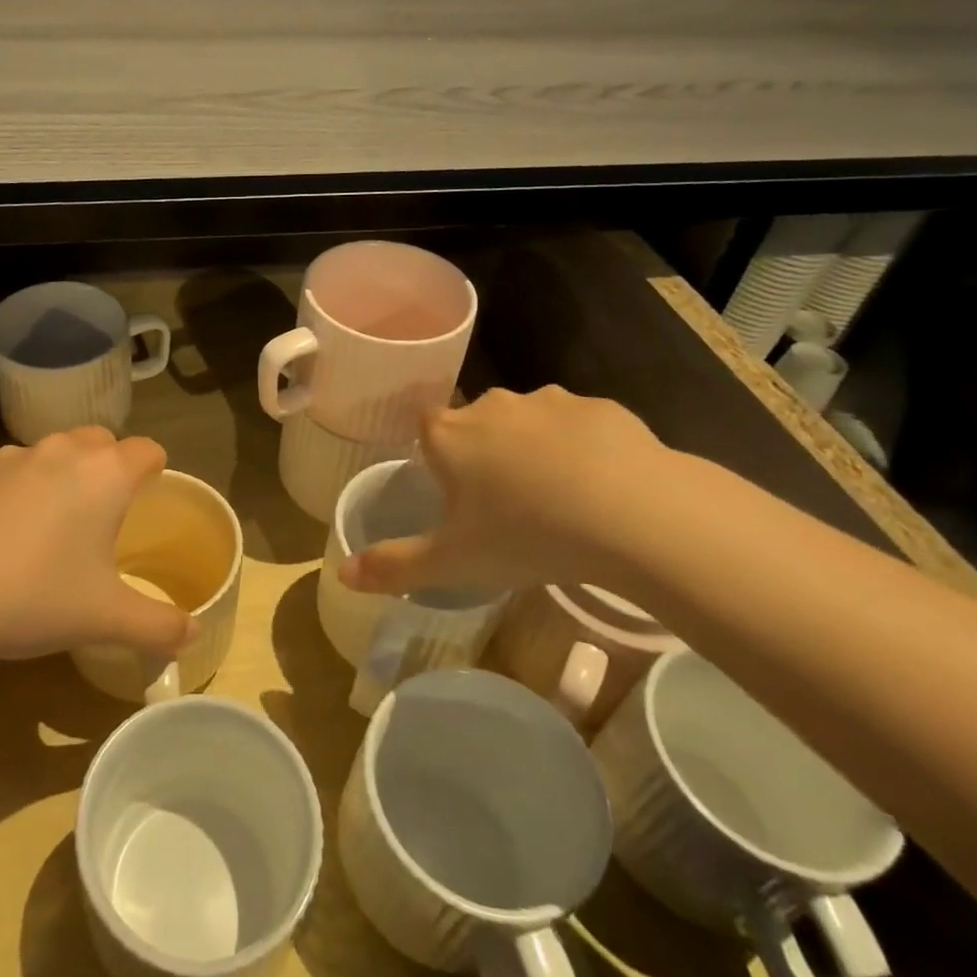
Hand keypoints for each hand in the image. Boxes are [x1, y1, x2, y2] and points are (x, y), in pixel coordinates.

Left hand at [0, 427, 195, 660]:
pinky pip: (17, 469)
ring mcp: (15, 456)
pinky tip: (7, 534)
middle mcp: (65, 451)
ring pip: (57, 451)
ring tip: (55, 525)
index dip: (155, 470)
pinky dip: (24, 488)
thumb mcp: (104, 619)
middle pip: (102, 441)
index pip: (147, 450)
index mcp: (106, 474)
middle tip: (106, 516)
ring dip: (67, 475)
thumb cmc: (34, 595)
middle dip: (111, 467)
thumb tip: (194, 633)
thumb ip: (158, 625)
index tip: (149, 499)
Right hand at [342, 386, 671, 598]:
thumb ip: (394, 566)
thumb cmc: (526, 535)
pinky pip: (580, 426)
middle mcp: (492, 406)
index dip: (437, 456)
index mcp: (450, 436)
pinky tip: (602, 486)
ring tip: (560, 499)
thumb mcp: (453, 563)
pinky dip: (584, 448)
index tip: (455, 490)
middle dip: (485, 452)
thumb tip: (342, 574)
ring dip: (535, 448)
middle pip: (476, 422)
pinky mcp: (601, 407)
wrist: (633, 515)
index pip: (425, 428)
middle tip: (506, 504)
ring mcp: (549, 401)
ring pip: (530, 422)